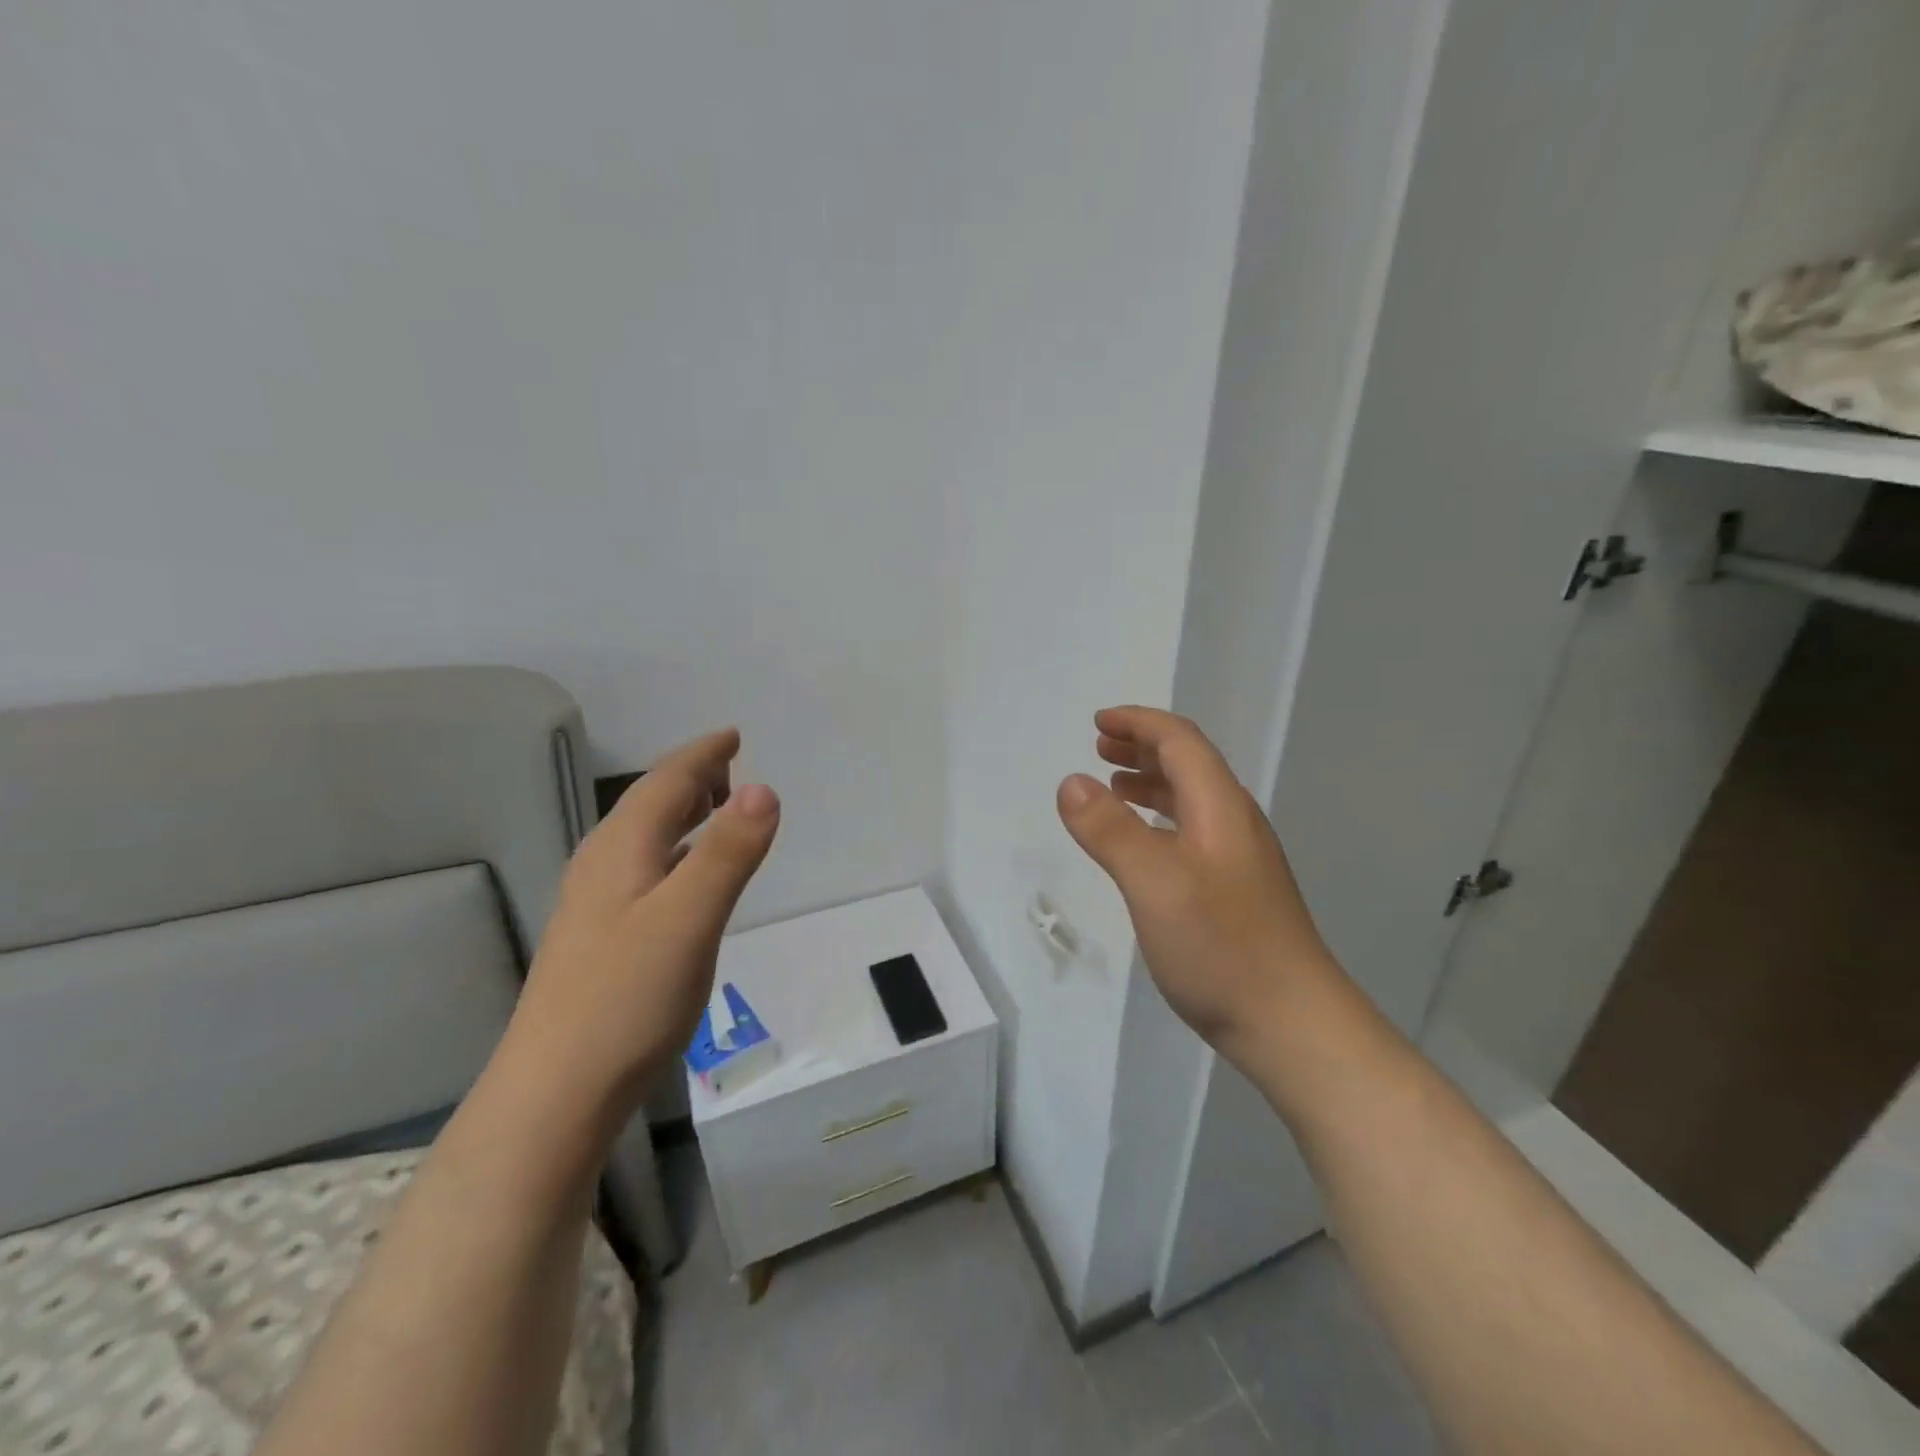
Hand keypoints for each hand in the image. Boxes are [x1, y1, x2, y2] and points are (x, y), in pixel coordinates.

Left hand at [507, 728, 779, 1132]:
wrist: (555, 1093)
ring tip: (716, 811)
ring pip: (644, 838)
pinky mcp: (602, 939)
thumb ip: (728, 853)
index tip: (733, 735)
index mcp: (621, 850)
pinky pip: (645, 870)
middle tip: (731, 769)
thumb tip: (763, 788)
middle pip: (649, 804)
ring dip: (682, 815)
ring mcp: (596, 905)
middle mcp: (603, 866)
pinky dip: (675, 854)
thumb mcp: (690, 919)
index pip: (665, 782)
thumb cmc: (626, 998)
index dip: (702, 755)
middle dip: (690, 779)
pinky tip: (685, 880)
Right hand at [1056, 707, 1332, 1057]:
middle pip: (1189, 764)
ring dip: (1150, 783)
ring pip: (1192, 801)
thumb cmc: (1221, 946)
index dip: (1139, 723)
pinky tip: (1143, 847)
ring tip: (1113, 788)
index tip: (1098, 724)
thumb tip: (1071, 781)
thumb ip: (1109, 829)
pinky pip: (1192, 833)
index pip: (1180, 741)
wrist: (1291, 1023)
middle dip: (1142, 748)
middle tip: (1100, 749)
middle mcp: (1234, 823)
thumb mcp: (1153, 882)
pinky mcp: (1235, 891)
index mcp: (1220, 807)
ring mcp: (1239, 859)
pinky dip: (1159, 821)